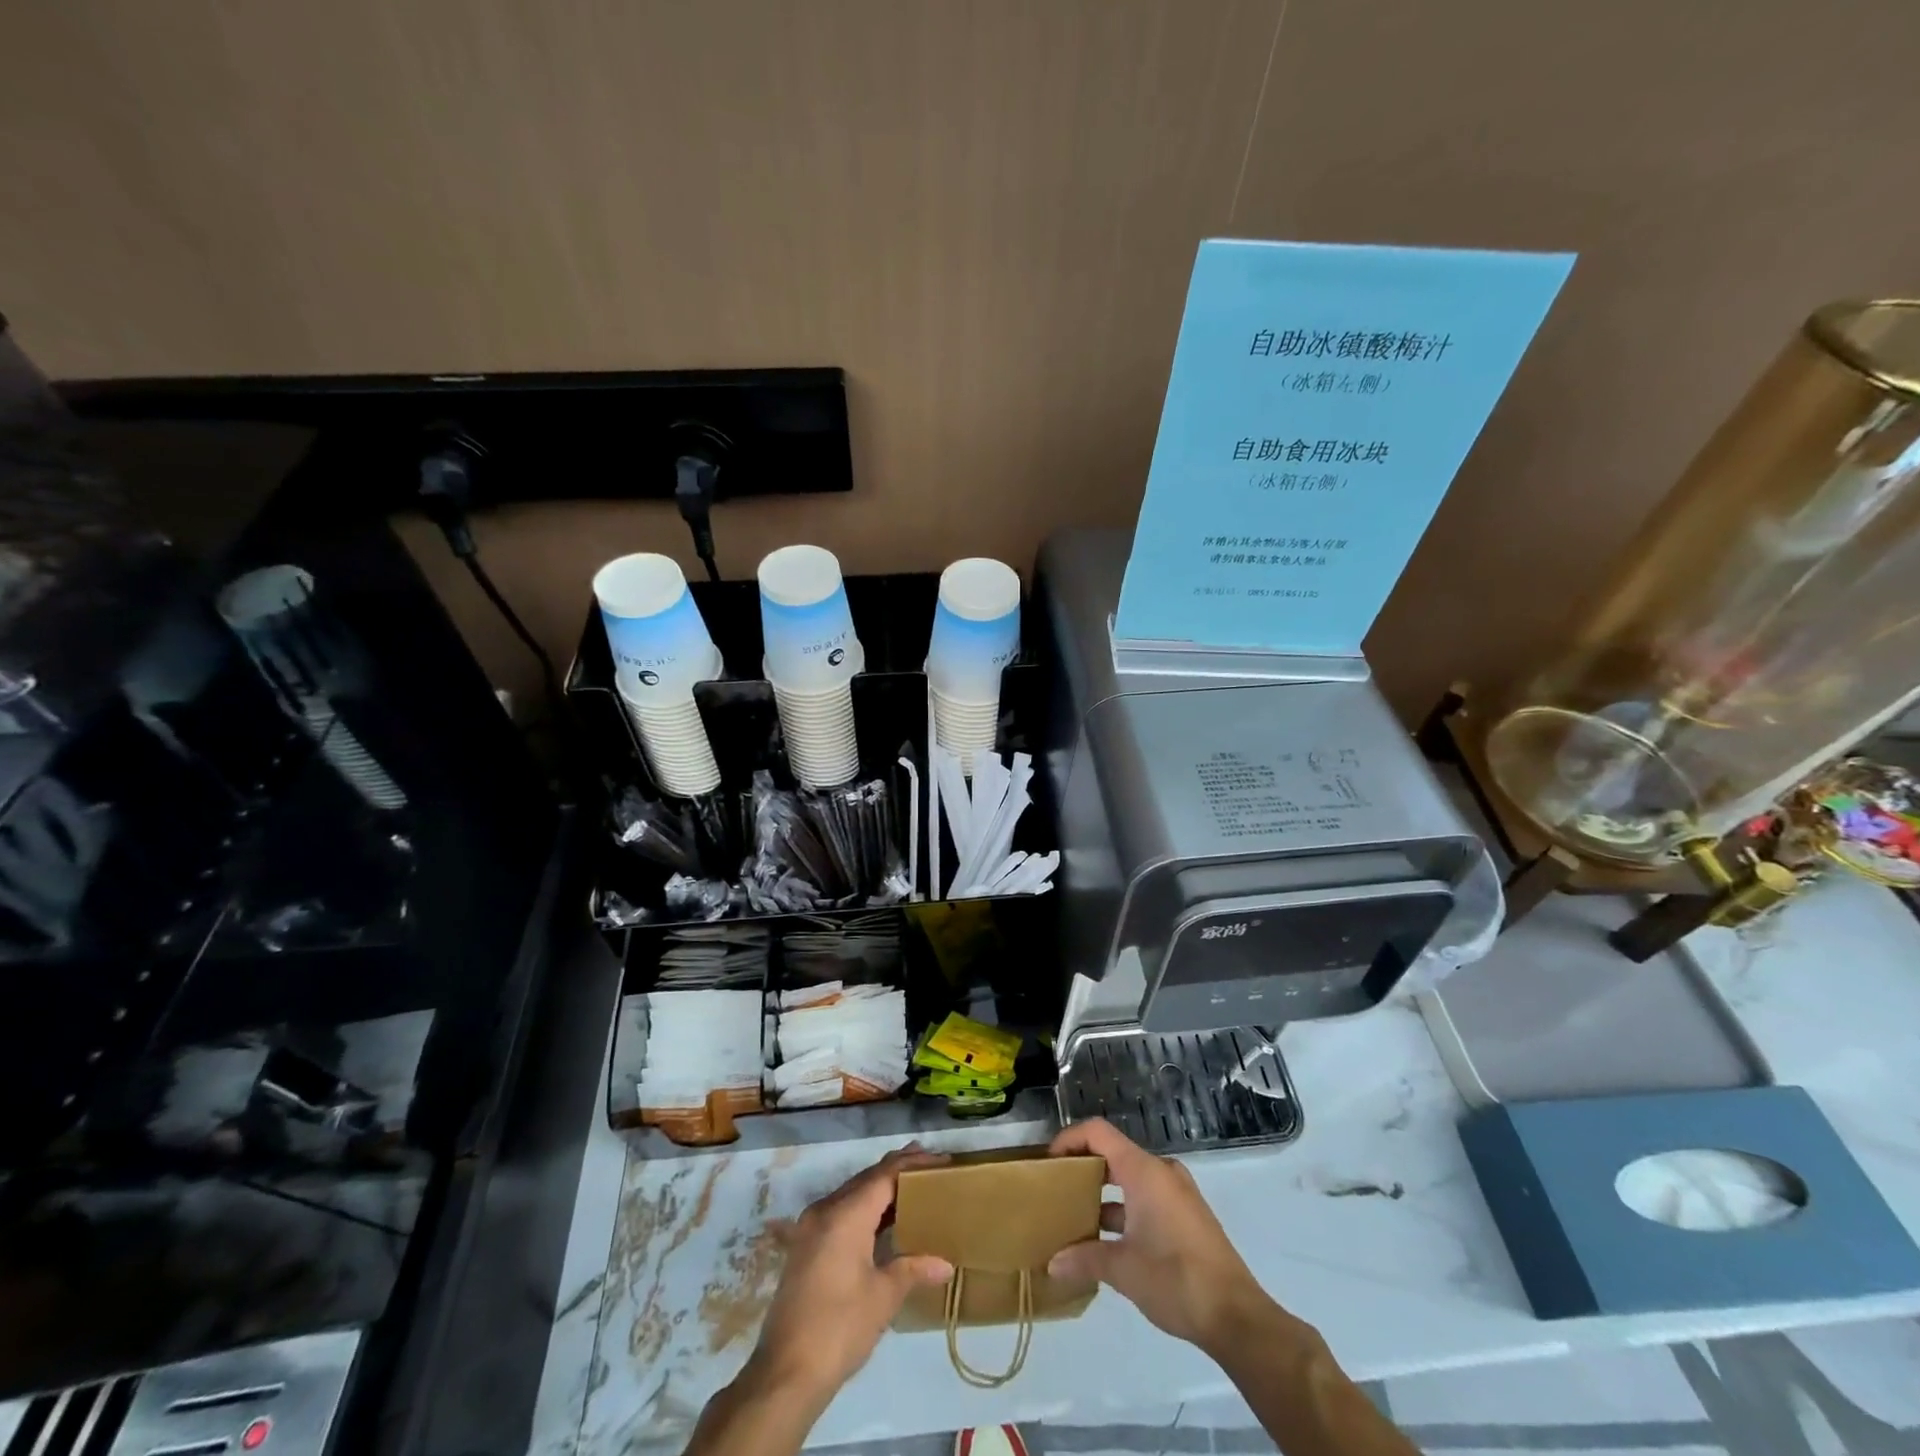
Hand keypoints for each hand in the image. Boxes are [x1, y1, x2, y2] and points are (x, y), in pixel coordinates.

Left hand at [747, 1145, 954, 1404]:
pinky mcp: (805, 1245)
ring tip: (912, 1185)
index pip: (885, 1175)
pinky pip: (840, 1211)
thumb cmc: (840, 1328)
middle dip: (898, 1169)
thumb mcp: (883, 1297)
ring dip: (880, 1188)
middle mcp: (825, 1210)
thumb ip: (914, 1269)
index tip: (941, 1160)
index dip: (913, 1164)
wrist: (785, 1373)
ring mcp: (810, 1227)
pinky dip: (864, 1207)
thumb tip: (946, 1265)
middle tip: (930, 1165)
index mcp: (845, 1215)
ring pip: (852, 1193)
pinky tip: (882, 1218)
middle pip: (867, 1179)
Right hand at [1047, 1118, 1289, 1358]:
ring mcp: (1177, 1194)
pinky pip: (1146, 1198)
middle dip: (1083, 1168)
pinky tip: (1106, 1244)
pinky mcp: (1186, 1216)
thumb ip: (1084, 1259)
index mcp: (1144, 1171)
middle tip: (1057, 1190)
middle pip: (1113, 1153)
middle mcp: (1161, 1172)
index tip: (1048, 1163)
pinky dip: (1124, 1210)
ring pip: (1130, 1179)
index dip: (1069, 1139)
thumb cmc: (1176, 1279)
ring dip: (1103, 1194)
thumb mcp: (1123, 1270)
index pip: (1098, 1132)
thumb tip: (1051, 1264)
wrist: (1236, 1316)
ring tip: (1075, 1219)